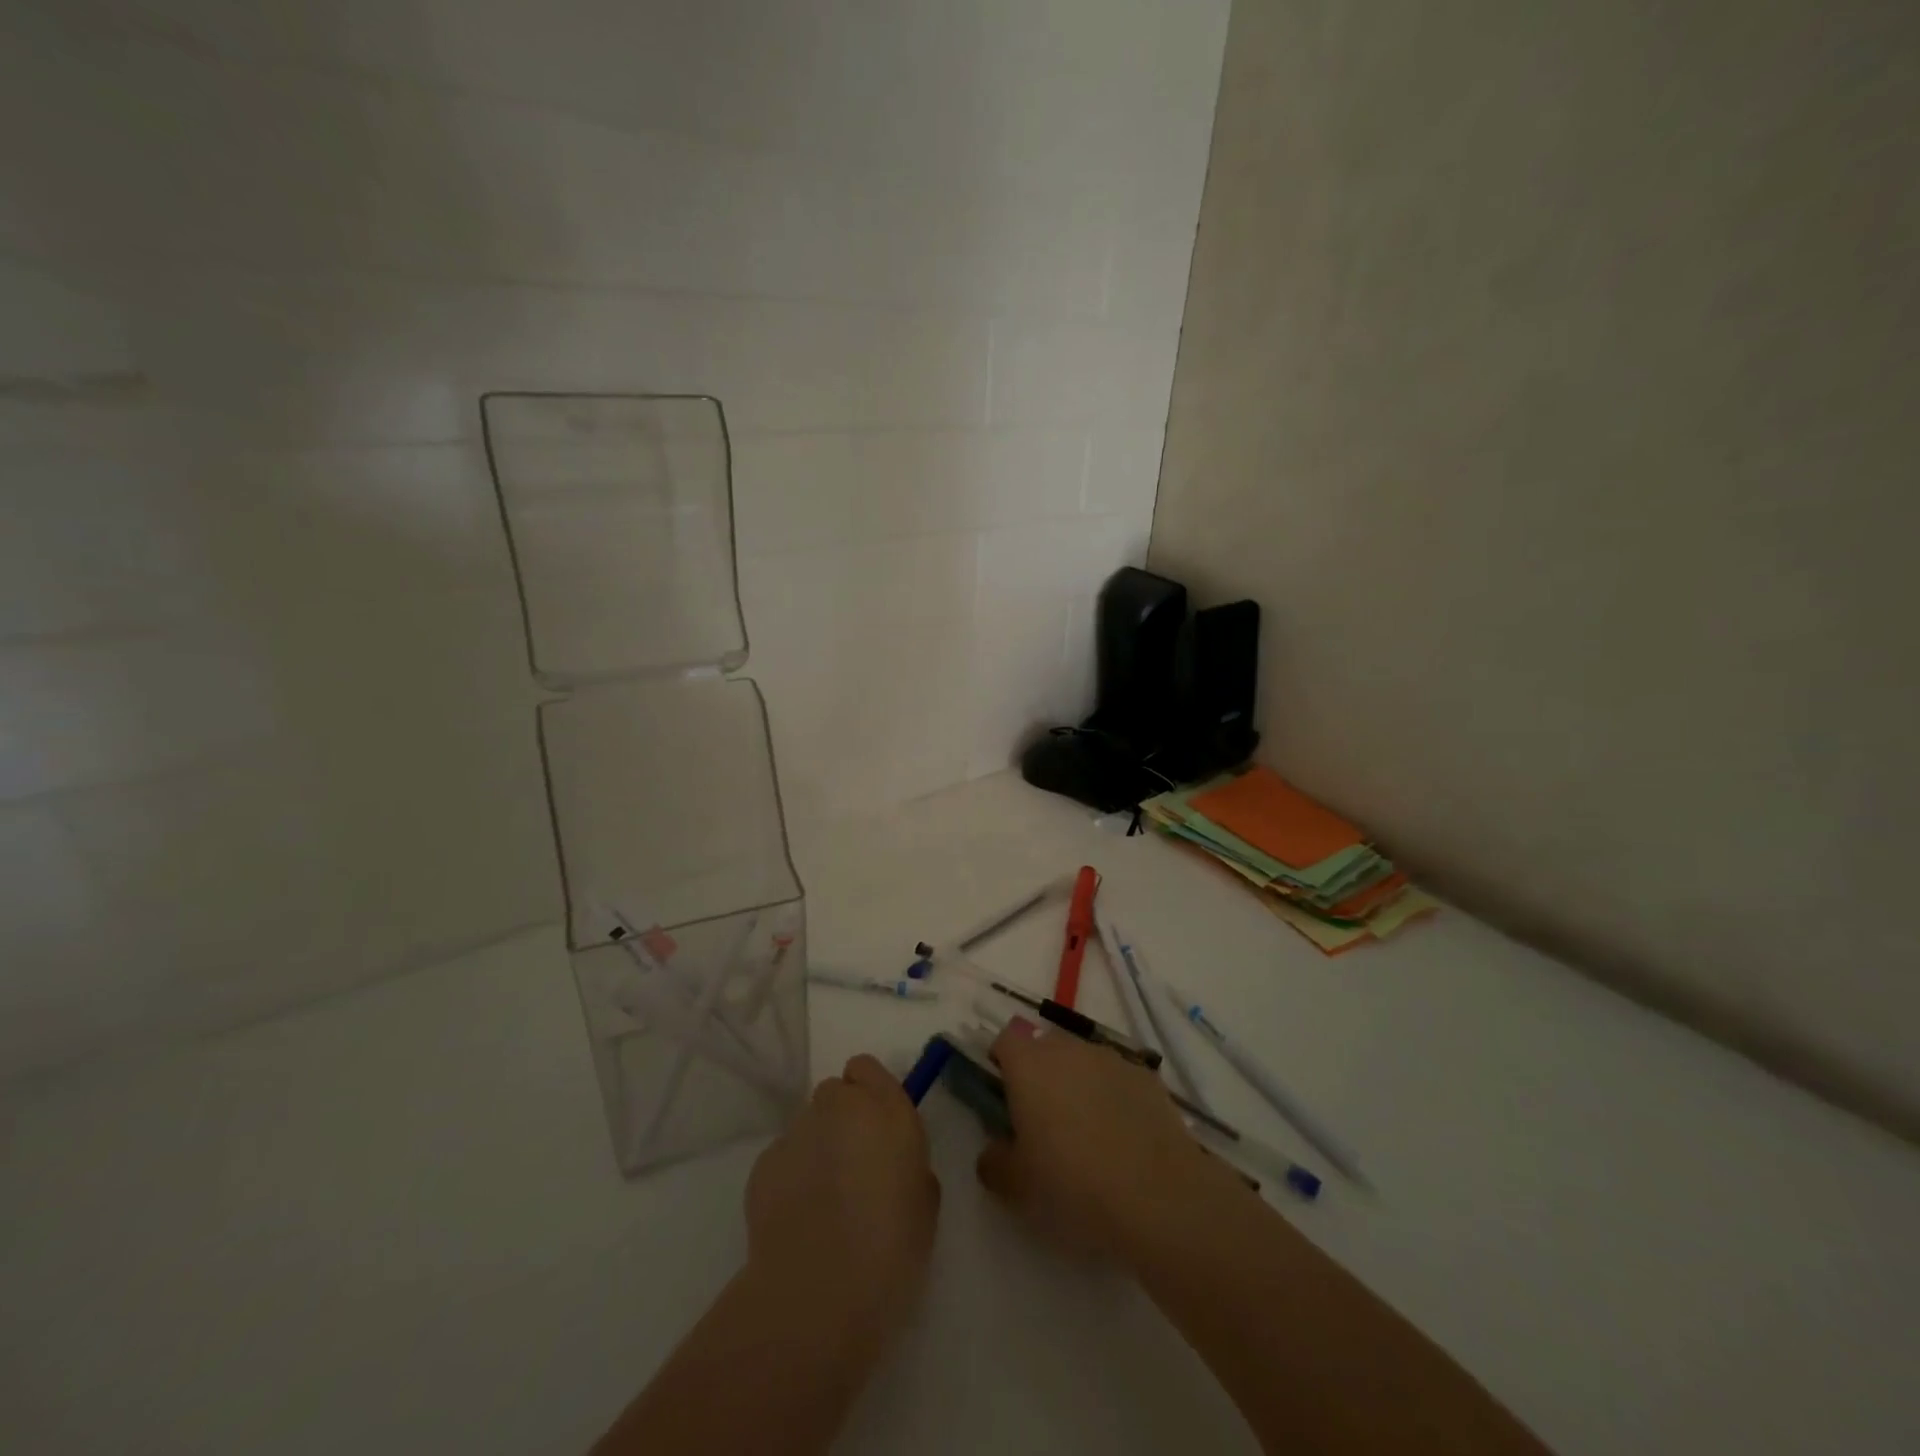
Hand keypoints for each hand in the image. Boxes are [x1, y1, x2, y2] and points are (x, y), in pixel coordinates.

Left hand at [744, 1054, 940, 1353]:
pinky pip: (783, 1157)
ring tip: (823, 1200)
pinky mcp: (764, 1163)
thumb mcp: (924, 1204)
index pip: (867, 1068)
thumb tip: (891, 1165)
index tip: (877, 1126)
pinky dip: (791, 1176)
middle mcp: (839, 1107)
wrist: (817, 1292)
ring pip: (808, 1125)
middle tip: (853, 1165)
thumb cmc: (890, 1249)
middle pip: (835, 1093)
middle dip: (843, 1119)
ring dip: (817, 1147)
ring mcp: (797, 1131)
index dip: (870, 1092)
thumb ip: (909, 1165)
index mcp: (886, 1109)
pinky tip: (798, 1217)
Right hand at [976, 1019, 1245, 1264]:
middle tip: (1043, 1121)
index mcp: (1029, 1065)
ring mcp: (1112, 1059)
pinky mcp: (1147, 1077)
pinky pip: (1118, 1079)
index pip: (1006, 1039)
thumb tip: (994, 1150)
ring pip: (1084, 1061)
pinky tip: (1123, 1139)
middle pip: (1046, 1047)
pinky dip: (1114, 1097)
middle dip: (1040, 1074)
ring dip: (1079, 1084)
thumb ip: (994, 1161)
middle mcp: (1069, 1049)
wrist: (1157, 1197)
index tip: (1004, 1095)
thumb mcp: (1016, 1187)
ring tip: (1087, 1134)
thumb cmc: (1072, 1185)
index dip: (1002, 1061)